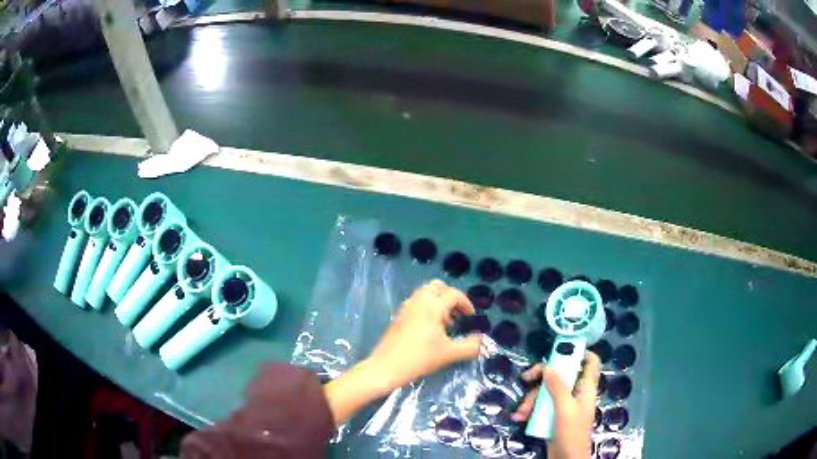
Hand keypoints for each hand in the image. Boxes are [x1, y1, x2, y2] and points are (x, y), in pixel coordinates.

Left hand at [324, 280, 482, 424]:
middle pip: (437, 287)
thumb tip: (481, 340)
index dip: (466, 304)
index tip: (471, 317)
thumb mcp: (449, 354)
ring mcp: (406, 307)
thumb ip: (470, 346)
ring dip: (438, 302)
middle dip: (451, 297)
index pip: (453, 294)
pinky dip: (427, 307)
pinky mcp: (398, 316)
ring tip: (446, 324)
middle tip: (458, 314)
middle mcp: (418, 301)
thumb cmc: (419, 359)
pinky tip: (430, 329)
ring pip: (425, 293)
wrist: (386, 367)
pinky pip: (416, 302)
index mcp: (432, 306)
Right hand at [512, 352, 600, 458]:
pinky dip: (530, 410)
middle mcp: (576, 392)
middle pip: (560, 375)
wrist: (566, 458)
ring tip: (521, 413)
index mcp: (585, 387)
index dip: (579, 352)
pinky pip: (541, 406)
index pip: (590, 362)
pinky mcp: (553, 415)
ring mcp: (563, 404)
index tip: (560, 350)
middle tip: (526, 378)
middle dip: (541, 379)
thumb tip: (549, 366)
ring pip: (547, 391)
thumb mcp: (564, 408)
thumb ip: (557, 387)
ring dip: (531, 400)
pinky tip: (520, 417)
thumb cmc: (572, 432)